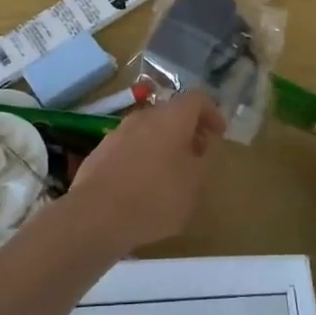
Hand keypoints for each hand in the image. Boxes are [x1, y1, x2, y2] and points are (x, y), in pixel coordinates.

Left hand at [63, 91, 224, 254]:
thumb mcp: (194, 185)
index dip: (212, 113)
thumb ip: (202, 162)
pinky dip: (141, 158)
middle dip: (187, 131)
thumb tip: (199, 149)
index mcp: (172, 118)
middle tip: (197, 155)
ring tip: (171, 173)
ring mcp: (118, 132)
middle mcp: (144, 117)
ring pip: (148, 130)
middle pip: (171, 114)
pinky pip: (129, 147)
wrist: (96, 215)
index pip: (197, 99)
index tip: (219, 133)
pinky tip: (142, 185)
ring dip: (163, 144)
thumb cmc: (155, 197)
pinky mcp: (100, 151)